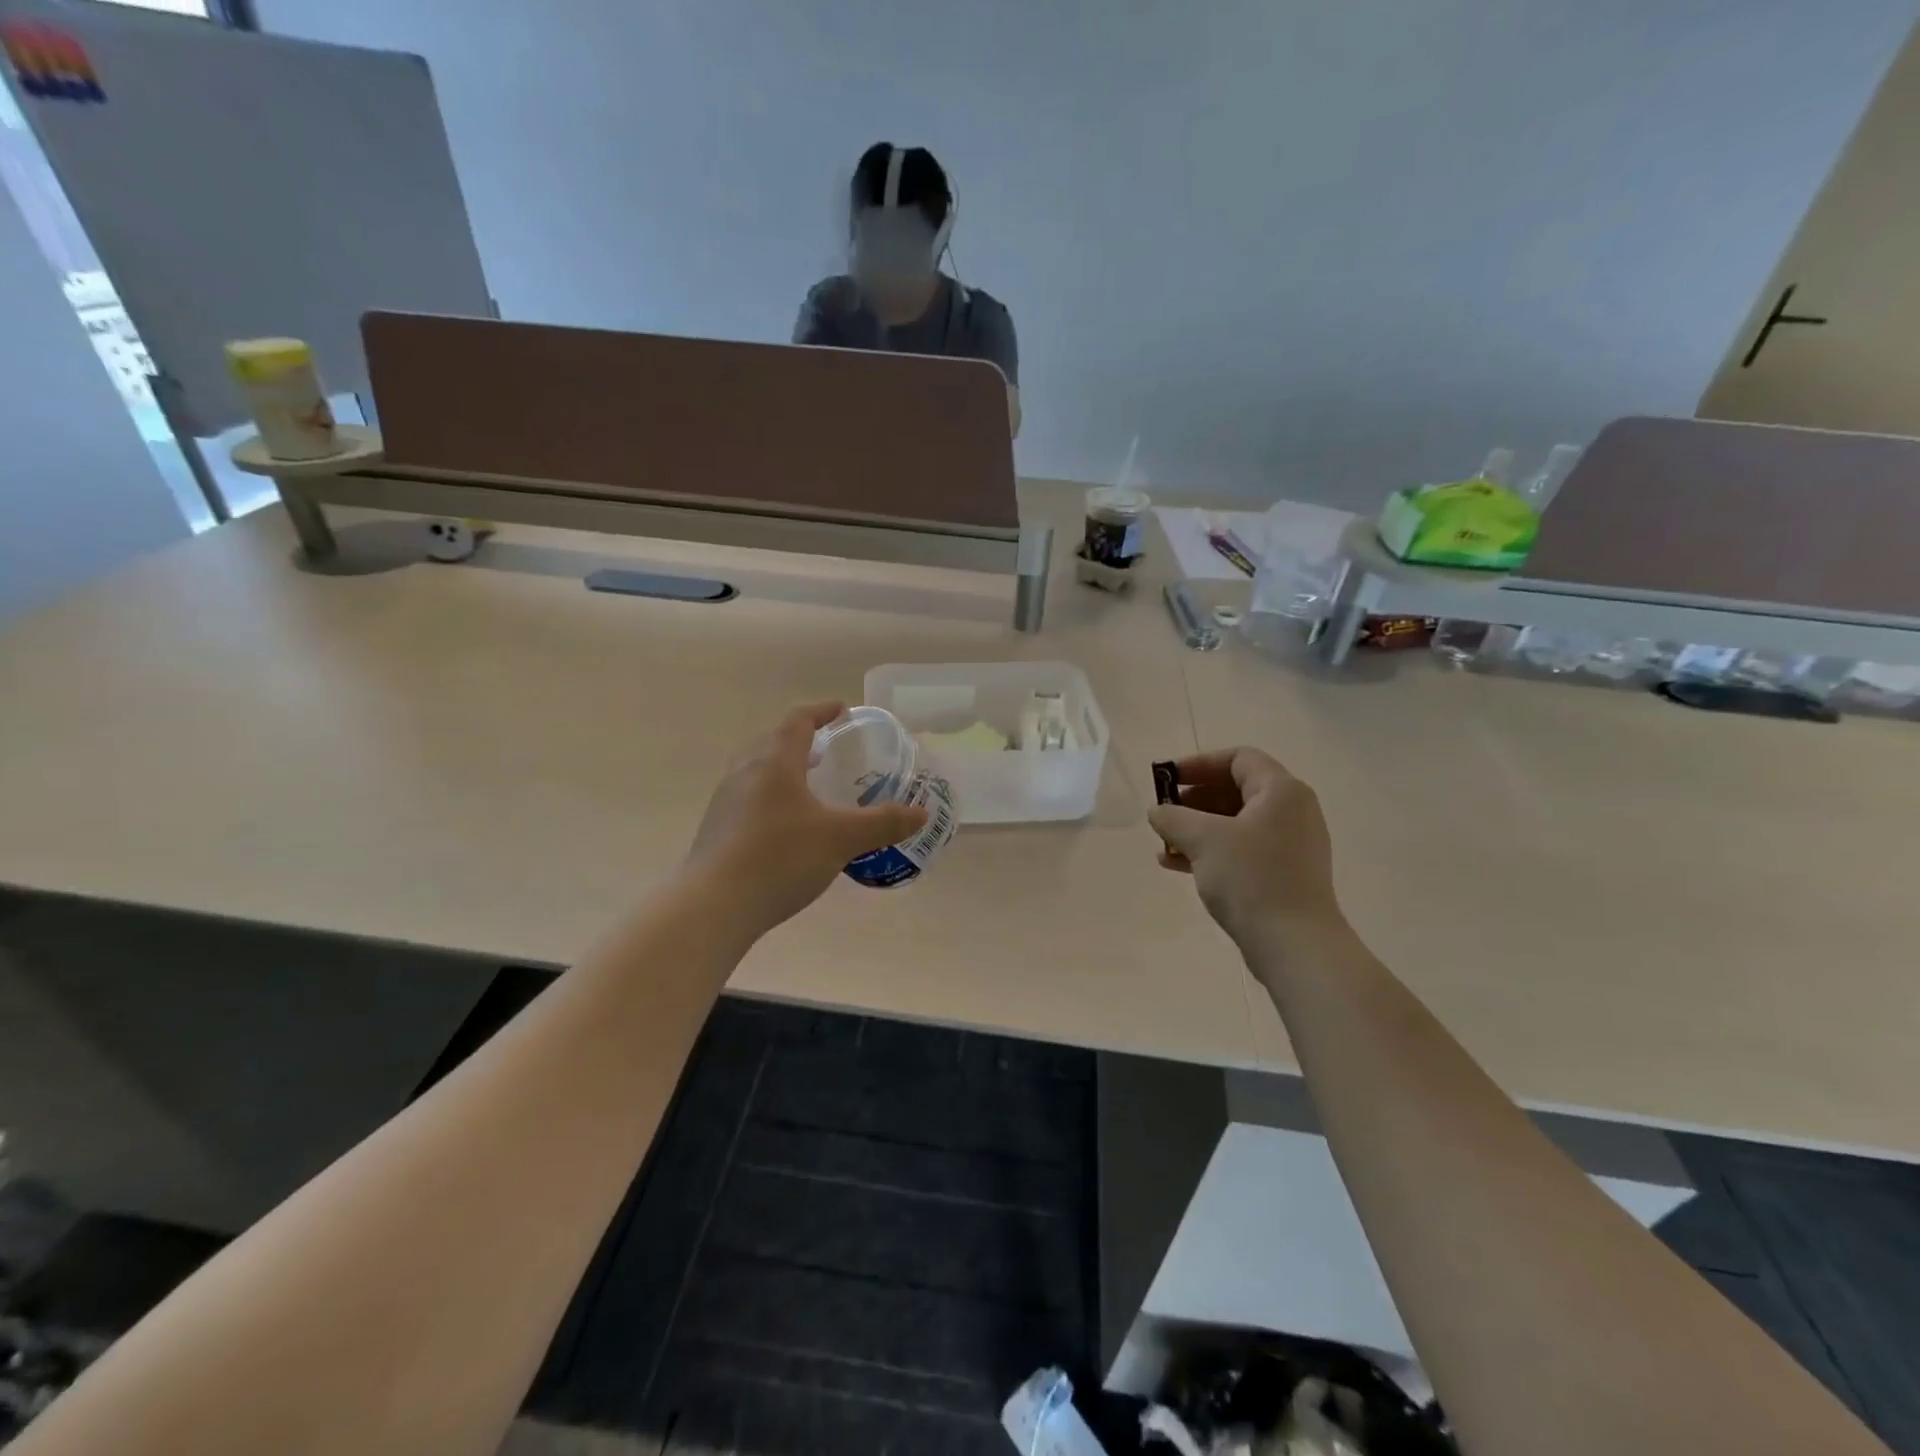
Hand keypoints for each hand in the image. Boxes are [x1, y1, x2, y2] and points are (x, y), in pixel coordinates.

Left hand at [687, 702, 927, 935]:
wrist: (713, 906)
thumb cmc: (780, 858)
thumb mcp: (841, 839)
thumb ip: (882, 823)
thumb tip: (920, 814)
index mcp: (775, 762)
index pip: (798, 721)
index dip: (821, 711)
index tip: (841, 709)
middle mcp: (745, 772)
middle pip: (771, 740)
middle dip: (799, 738)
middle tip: (825, 748)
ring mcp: (726, 800)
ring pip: (755, 769)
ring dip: (782, 767)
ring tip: (807, 784)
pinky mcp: (717, 829)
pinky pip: (747, 796)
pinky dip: (770, 794)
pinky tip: (785, 824)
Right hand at [1148, 748, 1344, 948]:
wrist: (1295, 945)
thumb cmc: (1251, 879)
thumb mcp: (1203, 839)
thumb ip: (1173, 817)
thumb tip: (1158, 811)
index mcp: (1281, 791)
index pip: (1238, 758)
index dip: (1198, 763)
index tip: (1167, 779)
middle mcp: (1292, 811)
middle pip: (1235, 790)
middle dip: (1194, 799)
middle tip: (1164, 812)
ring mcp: (1290, 844)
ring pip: (1235, 823)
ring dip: (1197, 828)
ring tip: (1164, 845)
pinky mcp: (1284, 873)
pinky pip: (1242, 849)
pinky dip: (1211, 851)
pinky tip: (1177, 866)